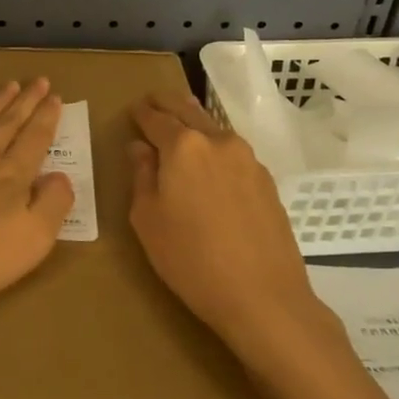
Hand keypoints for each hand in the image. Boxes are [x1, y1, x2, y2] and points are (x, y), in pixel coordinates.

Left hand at [0, 79, 72, 322]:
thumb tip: (61, 176)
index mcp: (12, 175)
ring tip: (10, 85)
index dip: (47, 117)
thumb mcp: (31, 240)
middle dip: (27, 101)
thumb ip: (52, 205)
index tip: (56, 97)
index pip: (36, 138)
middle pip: (9, 122)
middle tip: (40, 80)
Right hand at [129, 91, 348, 369]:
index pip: (155, 118)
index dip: (140, 113)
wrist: (264, 298)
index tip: (132, 110)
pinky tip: (209, 162)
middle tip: (152, 100)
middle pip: (187, 110)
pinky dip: (214, 146)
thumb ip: (141, 176)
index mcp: (183, 146)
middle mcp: (217, 141)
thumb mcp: (148, 220)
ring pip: (213, 127)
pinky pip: (231, 151)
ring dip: (193, 120)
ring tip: (180, 122)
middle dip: (167, 103)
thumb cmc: (192, 260)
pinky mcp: (266, 180)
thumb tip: (141, 148)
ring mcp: (247, 159)